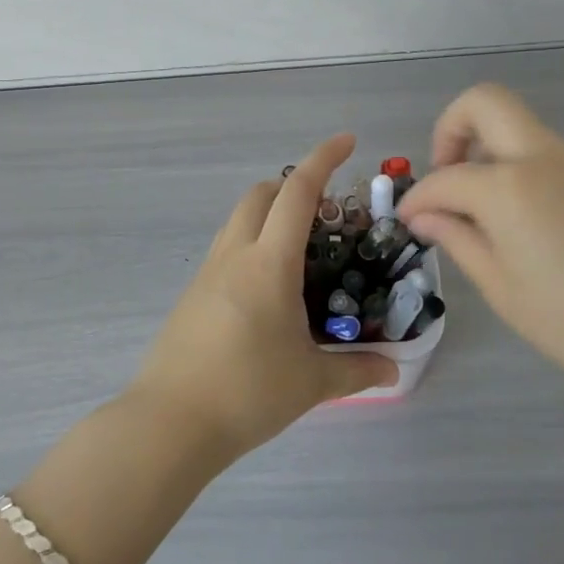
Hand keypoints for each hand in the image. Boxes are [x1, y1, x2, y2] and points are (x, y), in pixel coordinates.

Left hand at [130, 134, 399, 460]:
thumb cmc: (247, 392)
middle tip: (326, 208)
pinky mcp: (192, 295)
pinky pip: (227, 248)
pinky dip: (252, 242)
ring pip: (239, 218)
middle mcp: (236, 254)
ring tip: (300, 247)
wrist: (169, 423)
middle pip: (261, 193)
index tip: (346, 140)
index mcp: (269, 262)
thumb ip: (357, 370)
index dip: (323, 159)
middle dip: (293, 184)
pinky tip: (268, 287)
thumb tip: (394, 369)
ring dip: (269, 212)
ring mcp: (208, 273)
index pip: (298, 192)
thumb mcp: (311, 382)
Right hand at [397, 84, 563, 413]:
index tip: (408, 224)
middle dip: (451, 128)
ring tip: (480, 214)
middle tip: (446, 178)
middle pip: (485, 102)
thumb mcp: (506, 291)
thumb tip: (425, 215)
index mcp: (507, 186)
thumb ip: (460, 242)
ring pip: (517, 127)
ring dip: (486, 150)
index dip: (418, 199)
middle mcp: (540, 157)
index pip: (444, 179)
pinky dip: (516, 169)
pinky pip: (544, 155)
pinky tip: (523, 225)